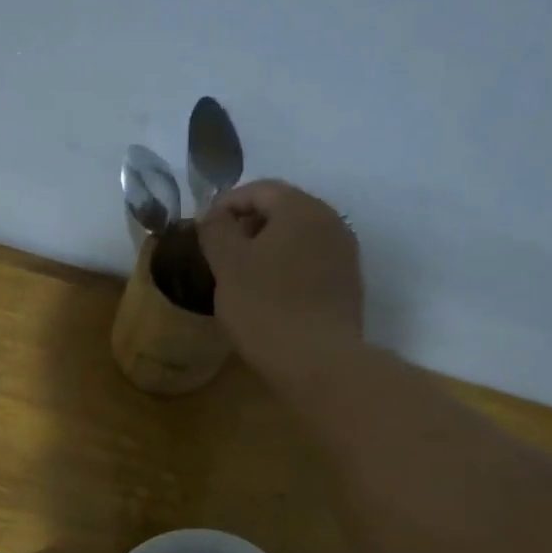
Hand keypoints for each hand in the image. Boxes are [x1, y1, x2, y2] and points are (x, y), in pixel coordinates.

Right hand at [198, 180, 363, 374]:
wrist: (320, 363)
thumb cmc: (266, 307)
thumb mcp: (227, 265)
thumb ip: (216, 231)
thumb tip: (215, 217)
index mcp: (301, 208)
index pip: (258, 189)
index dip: (225, 205)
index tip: (203, 231)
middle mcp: (331, 222)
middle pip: (282, 210)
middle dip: (248, 226)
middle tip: (219, 253)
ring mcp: (345, 255)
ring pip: (298, 238)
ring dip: (267, 249)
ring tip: (240, 276)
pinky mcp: (348, 286)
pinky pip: (311, 264)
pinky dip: (287, 269)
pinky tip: (269, 296)